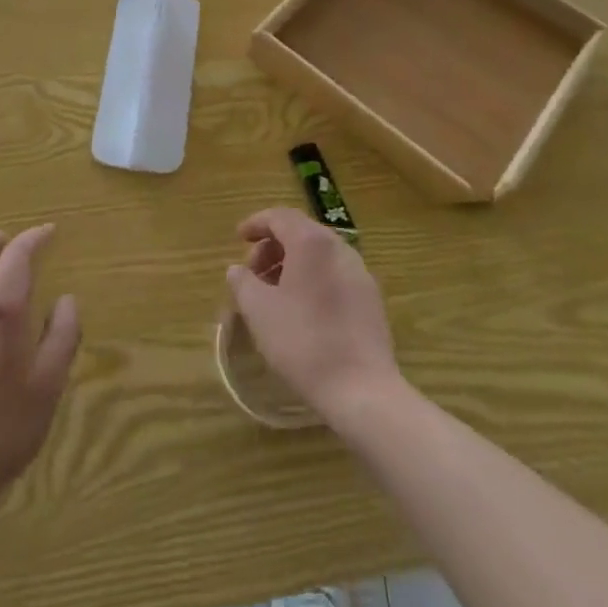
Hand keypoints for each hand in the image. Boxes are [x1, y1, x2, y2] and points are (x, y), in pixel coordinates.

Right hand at [225, 208, 402, 423]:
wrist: (362, 389)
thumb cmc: (304, 342)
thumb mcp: (260, 312)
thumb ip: (243, 283)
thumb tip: (236, 269)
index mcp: (312, 242)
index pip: (280, 216)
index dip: (256, 223)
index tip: (238, 238)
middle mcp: (339, 247)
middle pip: (301, 232)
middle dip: (272, 246)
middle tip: (253, 273)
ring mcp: (359, 272)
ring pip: (319, 254)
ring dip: (292, 263)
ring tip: (274, 293)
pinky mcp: (371, 297)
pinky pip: (335, 273)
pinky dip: (313, 278)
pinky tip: (302, 309)